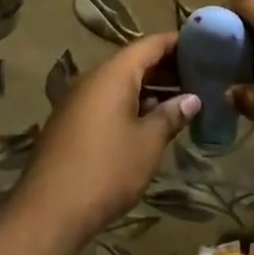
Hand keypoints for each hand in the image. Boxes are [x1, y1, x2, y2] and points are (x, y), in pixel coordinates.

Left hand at [19, 33, 199, 239]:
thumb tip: (192, 99)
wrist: (49, 211)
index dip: (177, 43)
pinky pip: (106, 101)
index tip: (204, 47)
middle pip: (134, 61)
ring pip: (119, 83)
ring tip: (182, 100)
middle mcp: (92, 79)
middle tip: (199, 77)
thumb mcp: (148, 143)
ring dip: (150, 88)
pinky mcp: (70, 123)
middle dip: (167, 67)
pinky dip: (131, 103)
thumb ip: (171, 115)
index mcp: (113, 74)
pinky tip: (150, 121)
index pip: (150, 44)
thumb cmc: (106, 170)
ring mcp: (77, 101)